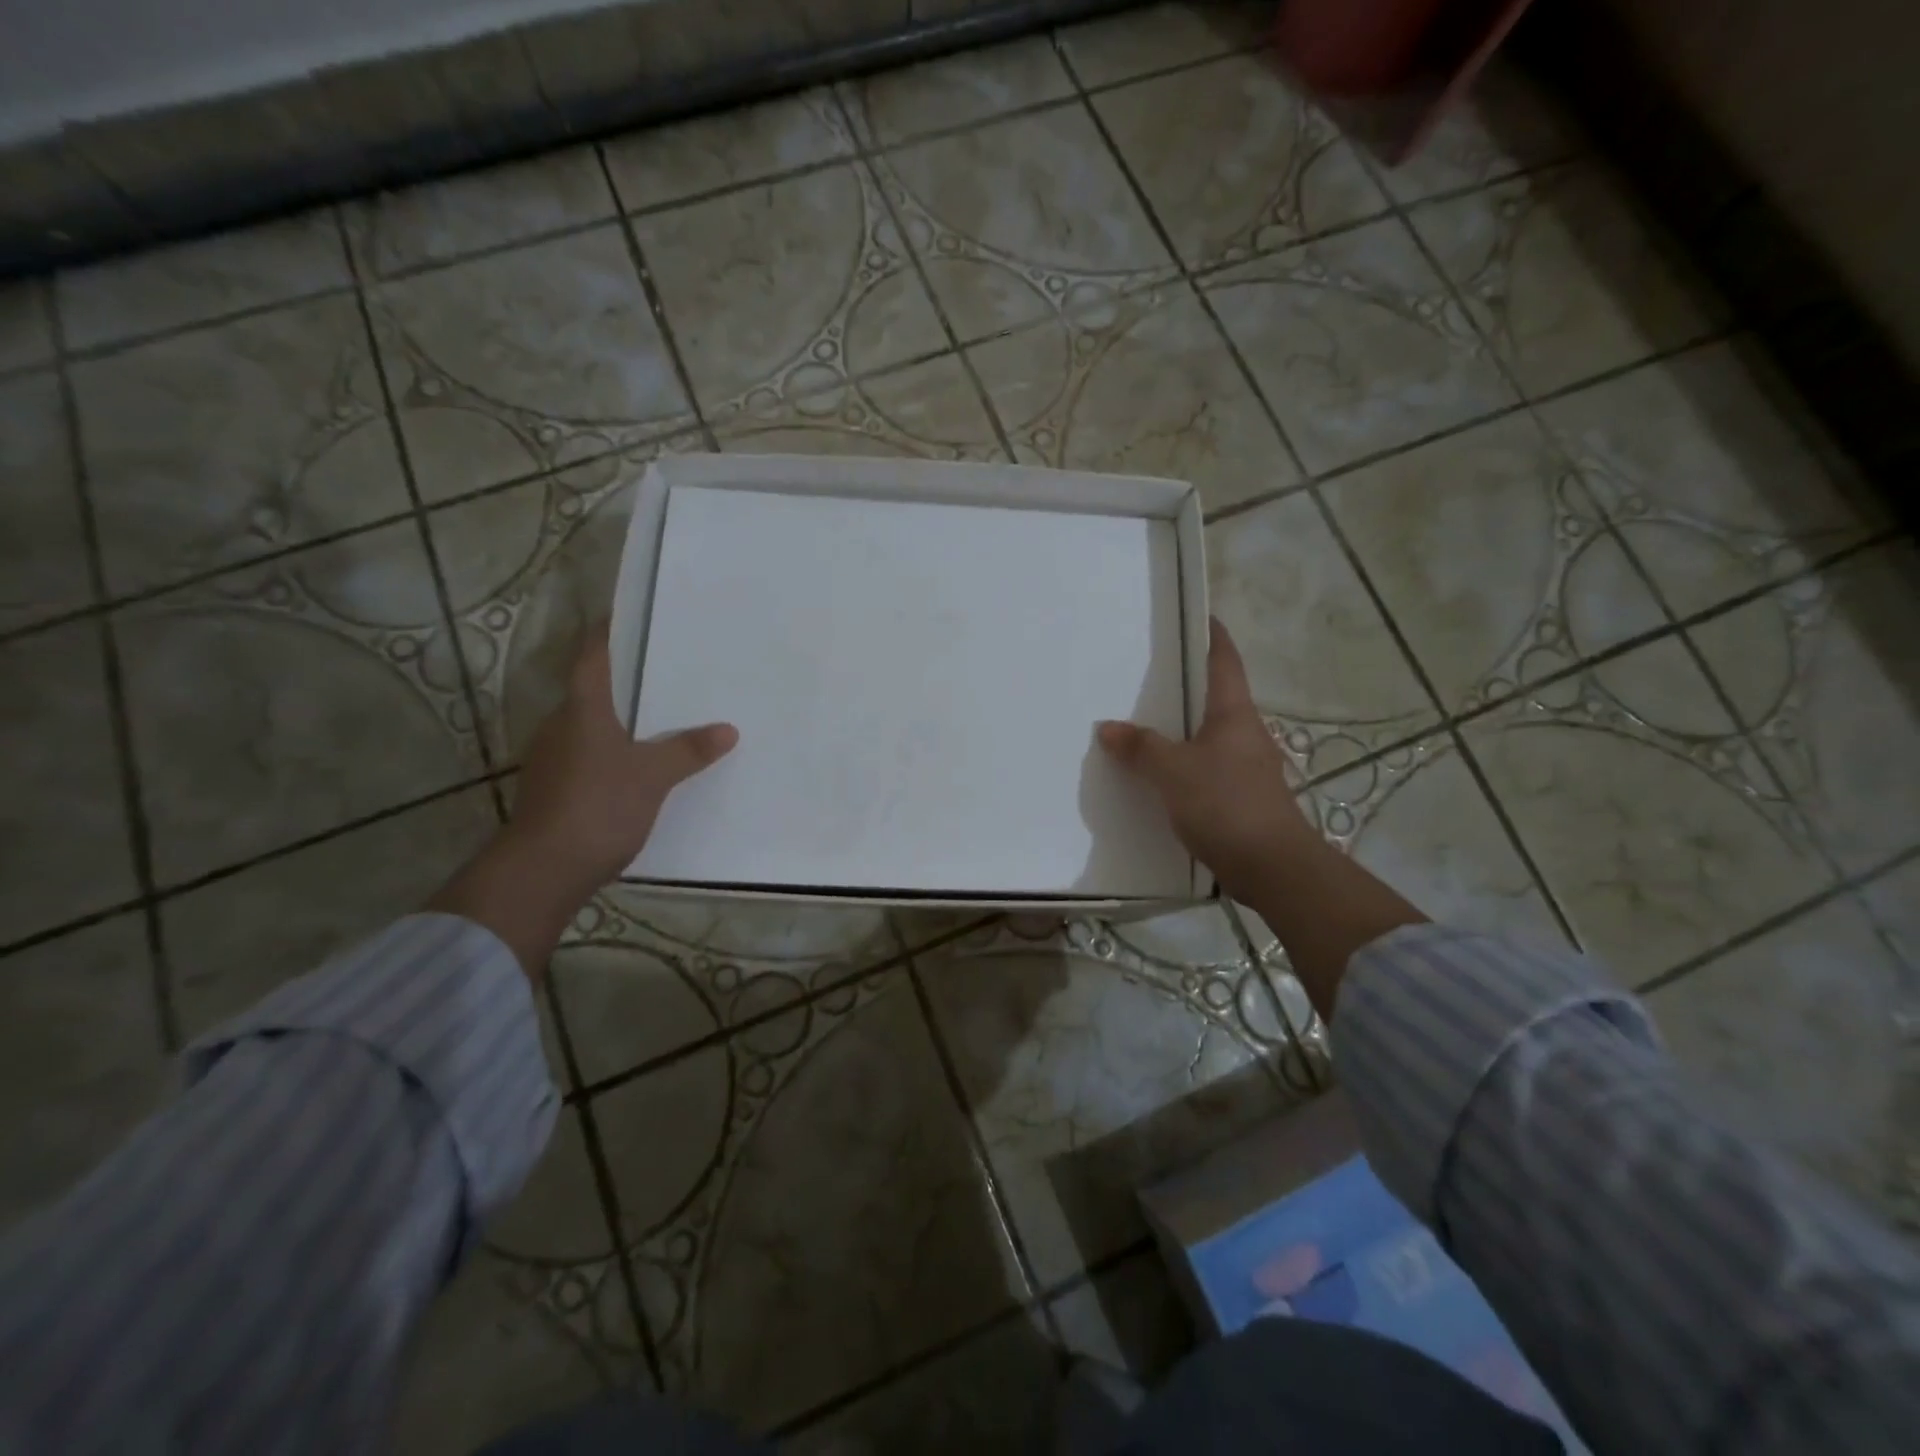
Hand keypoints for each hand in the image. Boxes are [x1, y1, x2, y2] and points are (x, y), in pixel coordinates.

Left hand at [510, 628, 737, 889]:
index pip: (592, 657)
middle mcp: (560, 726)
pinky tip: (639, 766)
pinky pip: (589, 756)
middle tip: (667, 671)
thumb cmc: (598, 806)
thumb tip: (727, 730)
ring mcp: (552, 759)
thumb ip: (689, 750)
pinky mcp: (554, 789)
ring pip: (590, 726)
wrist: (543, 870)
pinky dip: (613, 752)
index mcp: (581, 710)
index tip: (627, 616)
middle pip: (592, 691)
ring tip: (662, 718)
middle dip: (625, 680)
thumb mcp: (653, 776)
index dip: (606, 633)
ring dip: (620, 720)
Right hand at [1097, 618, 1317, 903]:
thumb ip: (1140, 748)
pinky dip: (1184, 762)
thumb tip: (1107, 728)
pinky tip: (1160, 774)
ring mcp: (1247, 766)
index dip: (1213, 636)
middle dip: (1188, 684)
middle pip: (1216, 697)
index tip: (1200, 616)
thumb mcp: (1173, 772)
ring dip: (1183, 727)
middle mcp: (1245, 733)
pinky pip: (1207, 766)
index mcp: (1234, 714)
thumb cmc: (1225, 804)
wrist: (1271, 866)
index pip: (1224, 662)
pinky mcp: (1242, 796)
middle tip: (1149, 674)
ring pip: (1210, 735)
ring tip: (1145, 723)